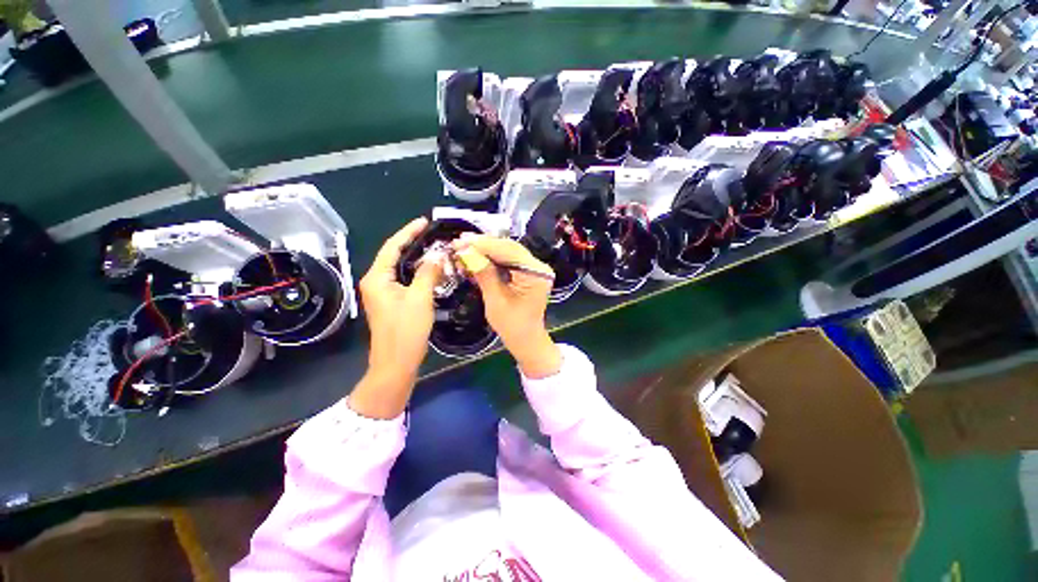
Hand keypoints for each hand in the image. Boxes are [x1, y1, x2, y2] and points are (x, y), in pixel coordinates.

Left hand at [350, 217, 442, 418]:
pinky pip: (404, 279)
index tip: (425, 221)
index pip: (392, 247)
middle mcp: (375, 282)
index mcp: (377, 278)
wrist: (396, 363)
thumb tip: (437, 255)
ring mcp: (383, 293)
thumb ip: (428, 273)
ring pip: (400, 268)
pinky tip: (431, 270)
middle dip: (413, 243)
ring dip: (417, 258)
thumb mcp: (420, 299)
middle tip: (433, 234)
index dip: (408, 232)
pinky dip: (417, 272)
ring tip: (435, 248)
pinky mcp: (391, 302)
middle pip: (394, 255)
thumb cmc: (406, 331)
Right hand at [453, 235, 561, 378]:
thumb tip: (466, 252)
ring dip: (485, 250)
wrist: (526, 339)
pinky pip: (508, 260)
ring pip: (507, 252)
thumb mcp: (495, 300)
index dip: (484, 245)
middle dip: (483, 245)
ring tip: (463, 247)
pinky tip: (475, 256)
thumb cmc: (512, 326)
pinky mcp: (527, 272)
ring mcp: (534, 268)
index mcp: (536, 274)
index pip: (509, 251)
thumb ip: (484, 274)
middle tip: (459, 241)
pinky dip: (491, 258)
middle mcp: (538, 266)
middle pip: (509, 248)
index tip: (461, 241)